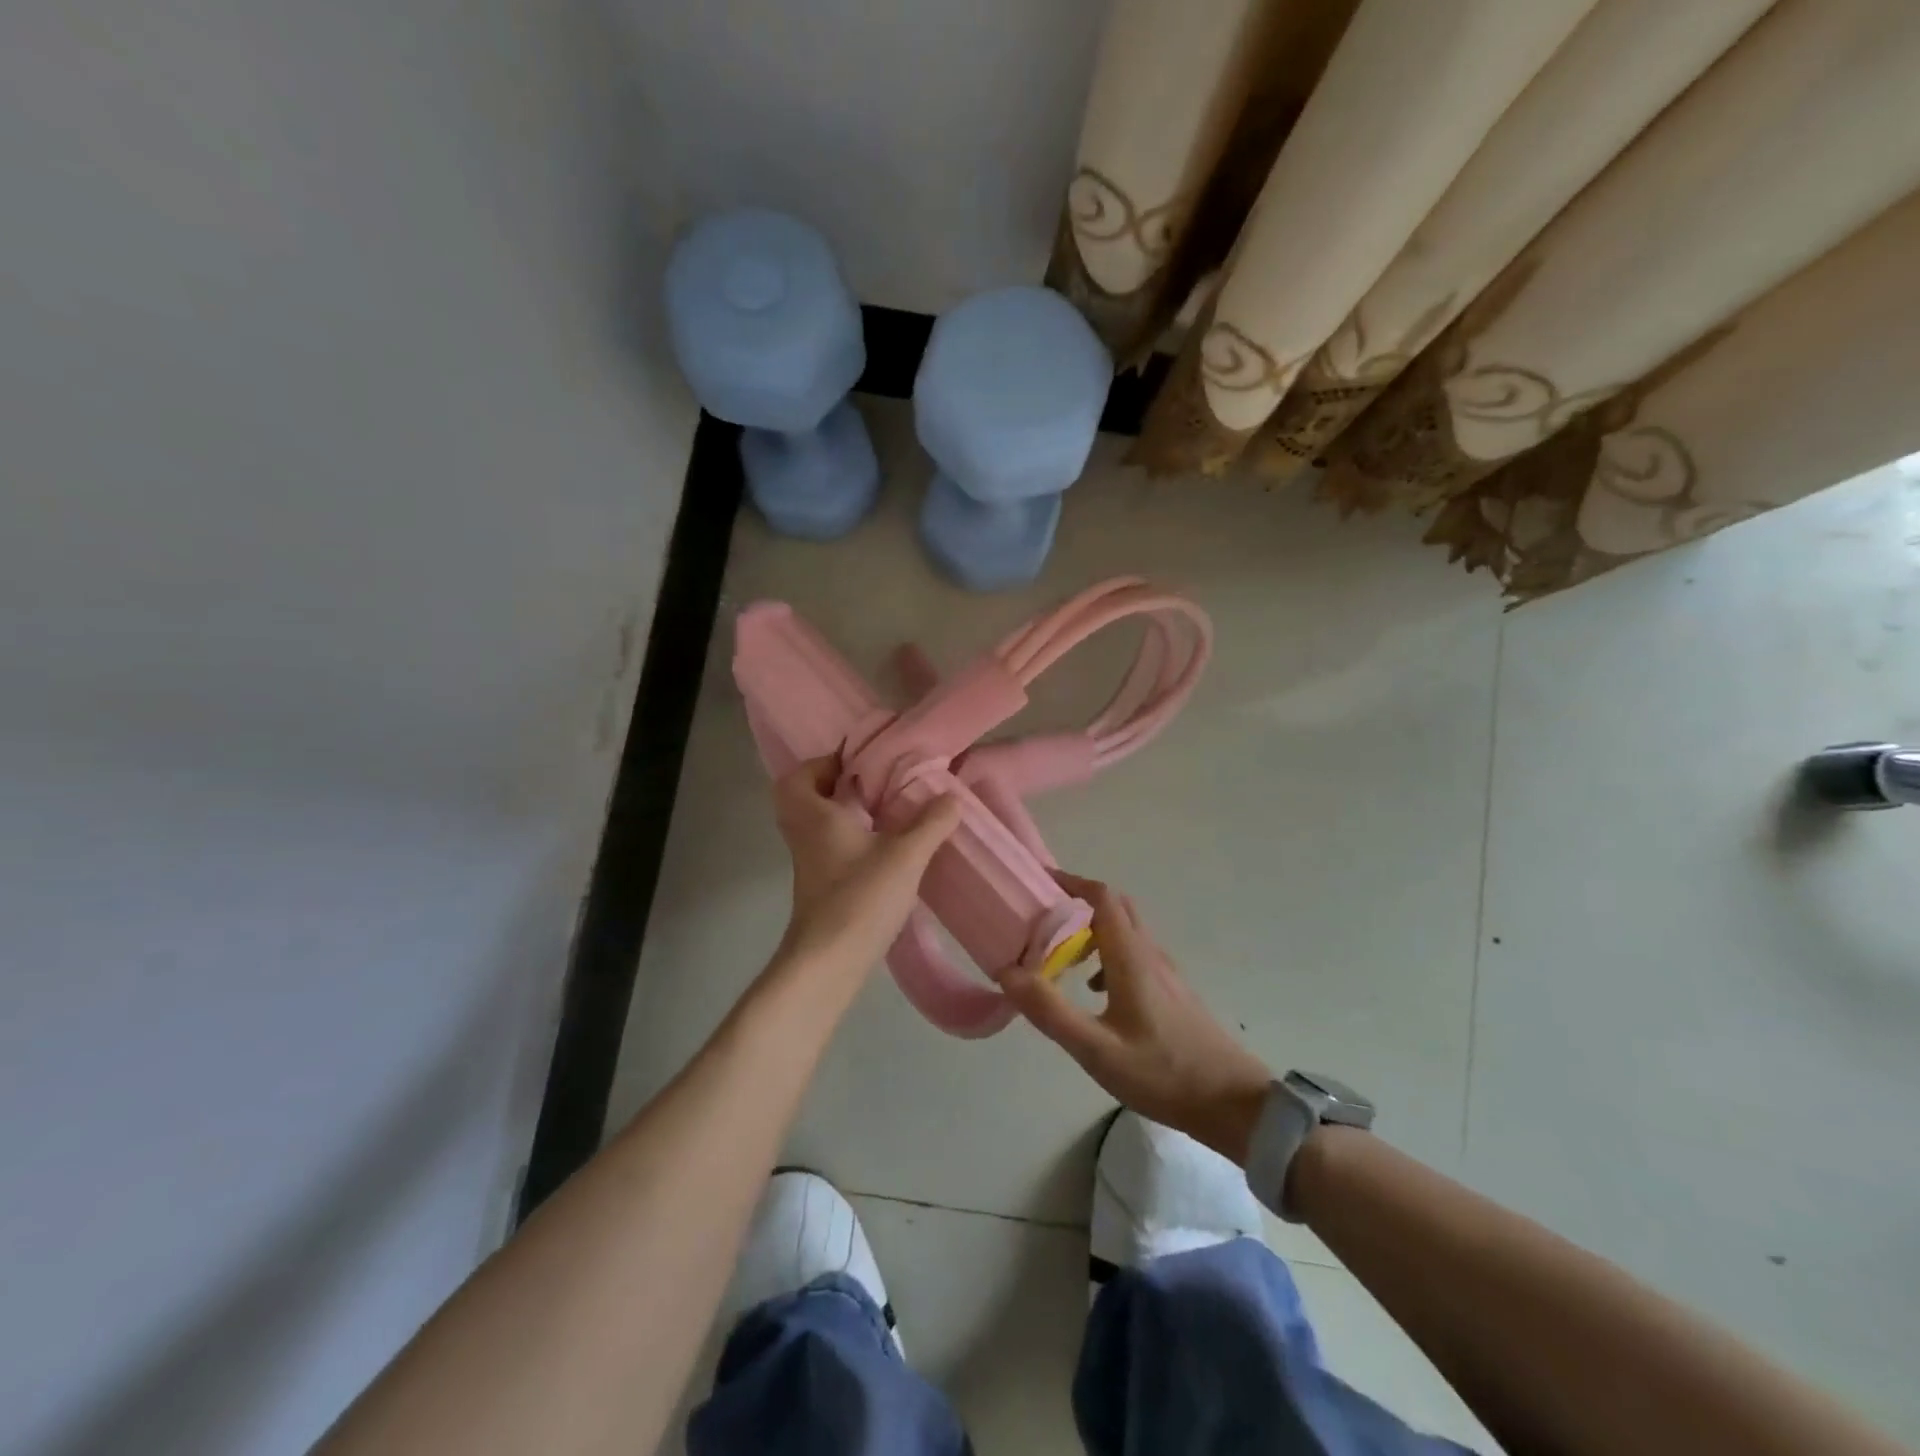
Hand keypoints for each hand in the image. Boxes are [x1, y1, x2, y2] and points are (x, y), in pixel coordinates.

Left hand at [771, 755, 961, 980]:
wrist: (828, 962)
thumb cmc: (860, 898)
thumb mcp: (905, 856)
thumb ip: (930, 823)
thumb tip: (952, 796)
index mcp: (815, 816)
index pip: (799, 776)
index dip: (822, 763)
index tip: (856, 762)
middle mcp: (804, 834)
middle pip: (801, 798)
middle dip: (831, 786)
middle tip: (868, 784)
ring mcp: (808, 863)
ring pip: (814, 824)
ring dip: (839, 813)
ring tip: (880, 810)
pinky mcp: (818, 886)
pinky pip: (825, 846)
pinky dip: (845, 838)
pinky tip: (880, 847)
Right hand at [1001, 871, 1272, 1164]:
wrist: (1234, 1105)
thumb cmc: (1163, 1073)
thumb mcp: (1097, 1050)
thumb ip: (1050, 1011)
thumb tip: (1007, 971)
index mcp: (1131, 958)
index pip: (1102, 897)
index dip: (1071, 882)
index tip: (1040, 881)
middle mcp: (1151, 955)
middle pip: (1116, 908)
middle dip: (1080, 902)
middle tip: (1045, 916)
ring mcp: (1167, 974)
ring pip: (1127, 933)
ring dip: (1093, 932)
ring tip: (1061, 957)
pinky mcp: (1174, 994)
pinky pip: (1136, 956)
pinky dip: (1109, 957)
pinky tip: (1096, 993)